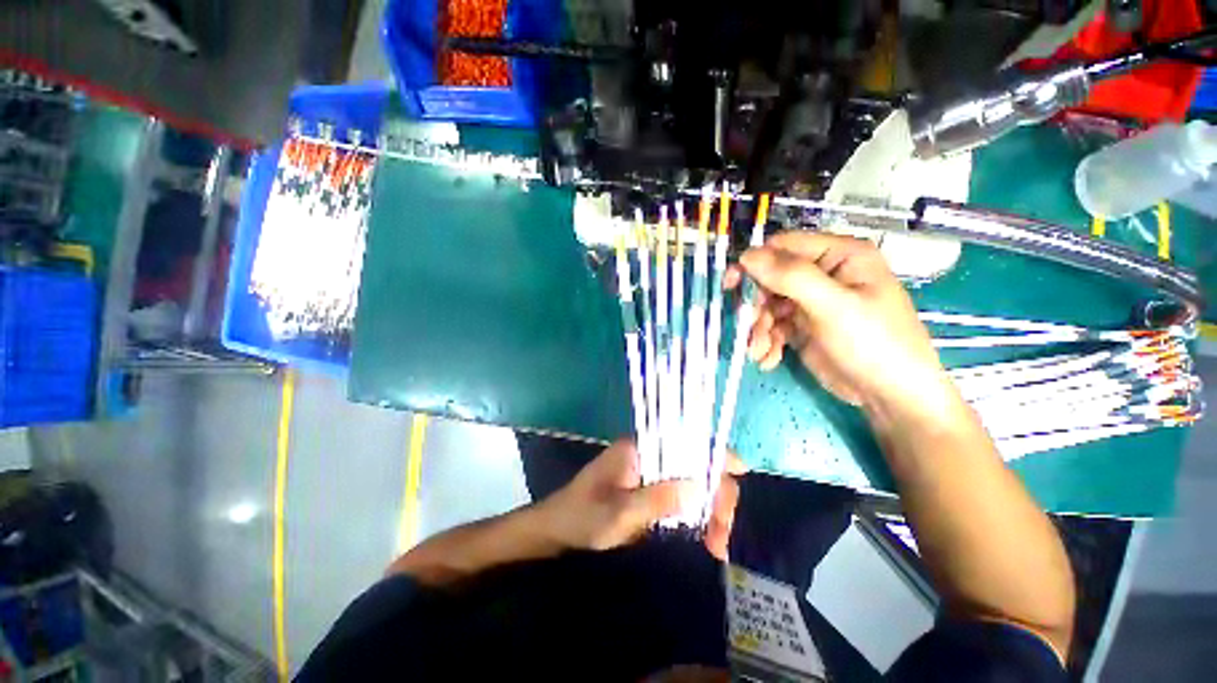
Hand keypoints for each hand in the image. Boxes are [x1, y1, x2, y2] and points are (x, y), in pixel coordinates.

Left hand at [535, 440, 746, 558]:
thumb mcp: (617, 513)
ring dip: (710, 511)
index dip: (715, 451)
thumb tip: (701, 487)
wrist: (558, 532)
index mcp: (640, 449)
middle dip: (716, 494)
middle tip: (722, 534)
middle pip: (695, 465)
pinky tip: (706, 541)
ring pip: (693, 484)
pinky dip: (698, 519)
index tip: (741, 471)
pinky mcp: (651, 494)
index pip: (684, 440)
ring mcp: (651, 476)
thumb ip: (656, 499)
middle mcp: (650, 457)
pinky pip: (683, 500)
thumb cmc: (582, 517)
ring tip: (716, 546)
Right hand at [725, 232, 945, 410]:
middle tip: (749, 326)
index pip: (784, 247)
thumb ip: (791, 277)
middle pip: (770, 278)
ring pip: (766, 305)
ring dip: (758, 328)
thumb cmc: (874, 344)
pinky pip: (772, 326)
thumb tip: (747, 255)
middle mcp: (822, 274)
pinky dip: (765, 342)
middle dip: (756, 306)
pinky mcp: (802, 326)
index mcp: (838, 256)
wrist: (890, 397)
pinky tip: (769, 359)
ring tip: (760, 351)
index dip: (755, 263)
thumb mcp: (833, 307)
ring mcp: (810, 302)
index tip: (732, 285)